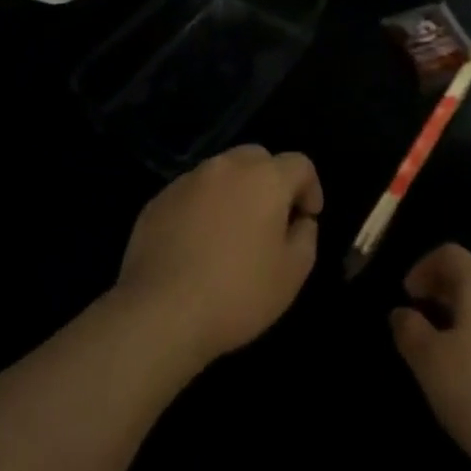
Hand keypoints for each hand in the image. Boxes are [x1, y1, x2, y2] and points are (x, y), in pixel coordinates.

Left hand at [113, 145, 322, 370]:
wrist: (162, 311)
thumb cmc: (237, 293)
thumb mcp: (291, 275)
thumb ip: (306, 237)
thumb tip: (300, 220)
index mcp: (265, 177)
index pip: (299, 164)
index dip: (310, 188)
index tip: (307, 218)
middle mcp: (227, 165)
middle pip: (259, 158)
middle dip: (271, 182)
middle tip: (270, 221)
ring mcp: (190, 178)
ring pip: (223, 172)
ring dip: (235, 192)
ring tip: (232, 233)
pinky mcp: (161, 197)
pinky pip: (193, 193)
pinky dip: (203, 207)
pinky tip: (197, 244)